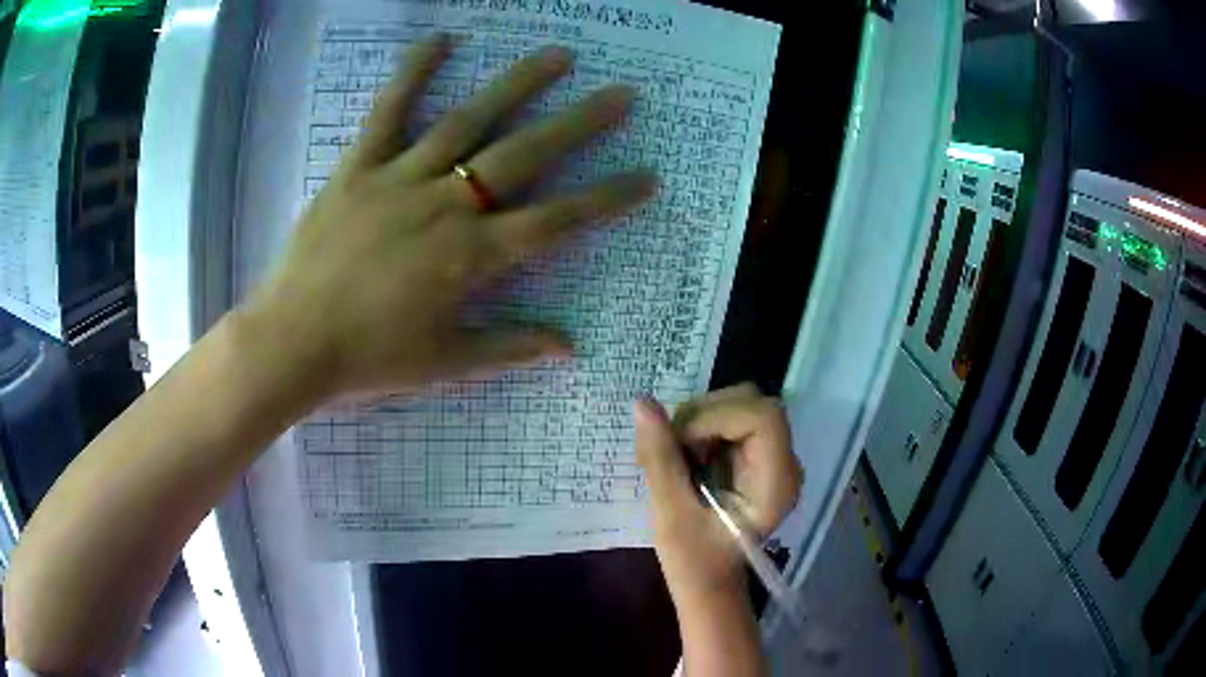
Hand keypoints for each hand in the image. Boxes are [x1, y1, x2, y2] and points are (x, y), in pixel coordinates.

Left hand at [241, 34, 656, 398]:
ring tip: (557, 56)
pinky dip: (412, 73)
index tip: (647, 176)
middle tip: (620, 94)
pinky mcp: (359, 167)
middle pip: (525, 156)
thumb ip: (510, 347)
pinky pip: (388, 112)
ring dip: (517, 85)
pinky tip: (442, 39)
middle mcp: (446, 207)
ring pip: (469, 121)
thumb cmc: (369, 358)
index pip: (558, 222)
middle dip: (580, 124)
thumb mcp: (445, 362)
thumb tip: (569, 345)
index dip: (608, 199)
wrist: (292, 342)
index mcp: (471, 258)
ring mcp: (401, 179)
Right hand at [635, 384, 802, 599]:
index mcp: (776, 483)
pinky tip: (687, 457)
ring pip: (739, 404)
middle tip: (673, 448)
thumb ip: (660, 458)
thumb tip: (642, 402)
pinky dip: (701, 428)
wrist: (708, 584)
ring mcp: (772, 457)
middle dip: (705, 415)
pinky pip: (729, 419)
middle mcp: (784, 463)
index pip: (762, 417)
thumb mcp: (670, 514)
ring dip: (700, 420)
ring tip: (678, 457)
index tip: (680, 444)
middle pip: (752, 402)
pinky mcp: (756, 456)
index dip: (716, 417)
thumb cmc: (693, 562)